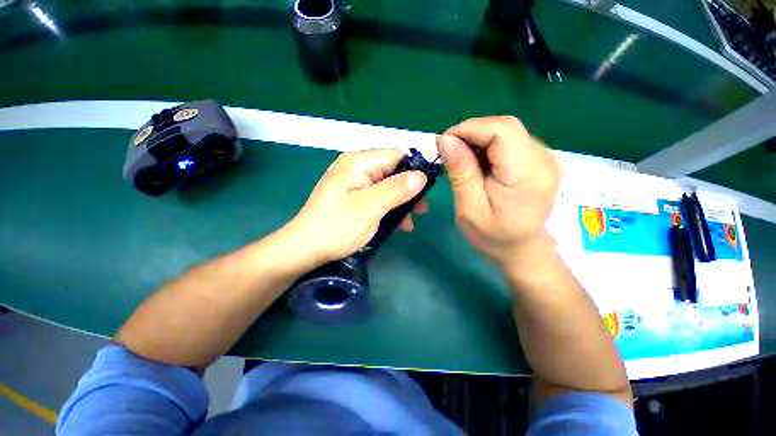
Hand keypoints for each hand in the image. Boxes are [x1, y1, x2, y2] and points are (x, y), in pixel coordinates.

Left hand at [285, 149, 428, 267]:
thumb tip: (422, 175)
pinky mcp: (352, 198)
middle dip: (408, 191)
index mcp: (358, 163)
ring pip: (386, 186)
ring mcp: (353, 184)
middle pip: (391, 172)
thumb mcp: (370, 207)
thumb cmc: (337, 227)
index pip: (395, 156)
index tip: (427, 193)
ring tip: (408, 224)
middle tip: (420, 212)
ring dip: (399, 203)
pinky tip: (395, 223)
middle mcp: (355, 168)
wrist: (304, 249)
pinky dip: (388, 208)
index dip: (414, 171)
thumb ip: (396, 189)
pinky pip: (376, 197)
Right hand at [436, 116, 559, 267]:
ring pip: (507, 131)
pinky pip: (511, 140)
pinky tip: (479, 163)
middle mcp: (544, 159)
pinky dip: (489, 146)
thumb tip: (445, 139)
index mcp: (528, 175)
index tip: (445, 142)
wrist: (521, 248)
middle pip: (505, 127)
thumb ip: (460, 172)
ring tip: (463, 161)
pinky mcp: (540, 158)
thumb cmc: (492, 235)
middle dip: (472, 133)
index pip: (502, 130)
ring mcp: (546, 157)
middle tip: (450, 153)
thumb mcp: (469, 208)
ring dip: (479, 140)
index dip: (470, 128)